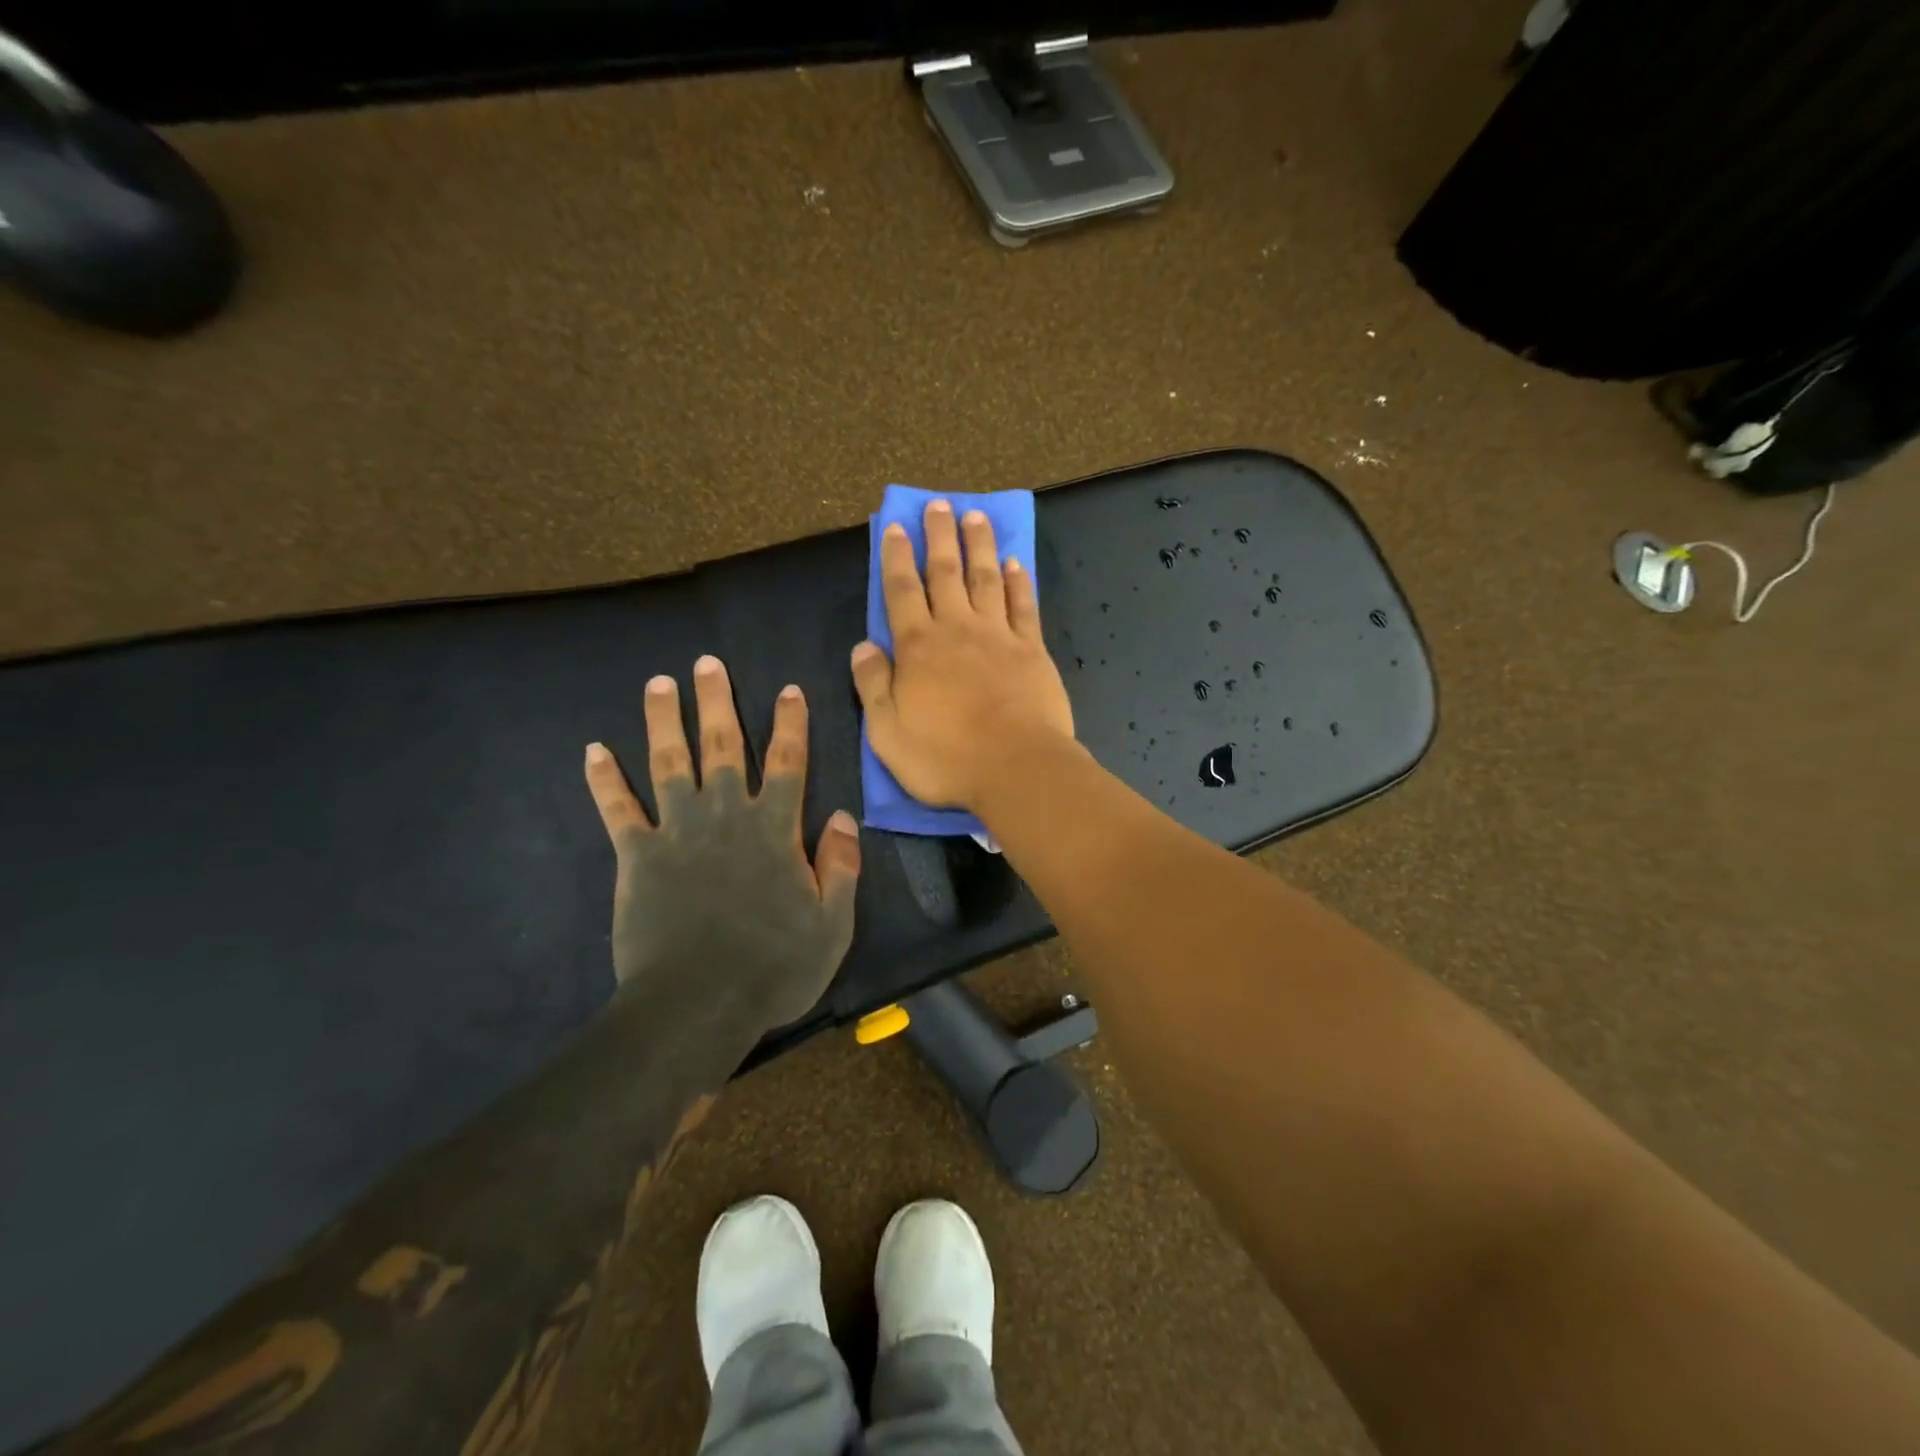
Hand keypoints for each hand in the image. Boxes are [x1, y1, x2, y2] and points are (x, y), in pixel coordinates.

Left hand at [583, 655, 860, 1034]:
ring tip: (658, 683)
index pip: (786, 763)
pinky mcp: (637, 856)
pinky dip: (604, 780)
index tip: (788, 689)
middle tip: (707, 662)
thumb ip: (839, 865)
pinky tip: (592, 751)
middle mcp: (725, 816)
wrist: (698, 1005)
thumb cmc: (773, 966)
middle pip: (721, 747)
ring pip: (668, 763)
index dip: (790, 724)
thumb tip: (843, 816)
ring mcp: (677, 832)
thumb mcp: (831, 922)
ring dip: (662, 720)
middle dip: (716, 702)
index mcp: (774, 829)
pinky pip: (618, 810)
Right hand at [851, 499, 1076, 815]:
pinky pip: (1023, 606)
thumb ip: (872, 685)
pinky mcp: (1032, 650)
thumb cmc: (945, 757)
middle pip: (945, 572)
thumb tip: (863, 646)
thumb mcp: (887, 732)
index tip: (894, 526)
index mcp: (917, 647)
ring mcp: (998, 636)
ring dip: (979, 546)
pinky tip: (1015, 563)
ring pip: (985, 579)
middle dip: (939, 536)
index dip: (896, 556)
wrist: (1016, 768)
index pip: (901, 590)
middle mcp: (956, 629)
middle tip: (938, 504)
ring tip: (975, 516)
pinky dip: (1018, 582)